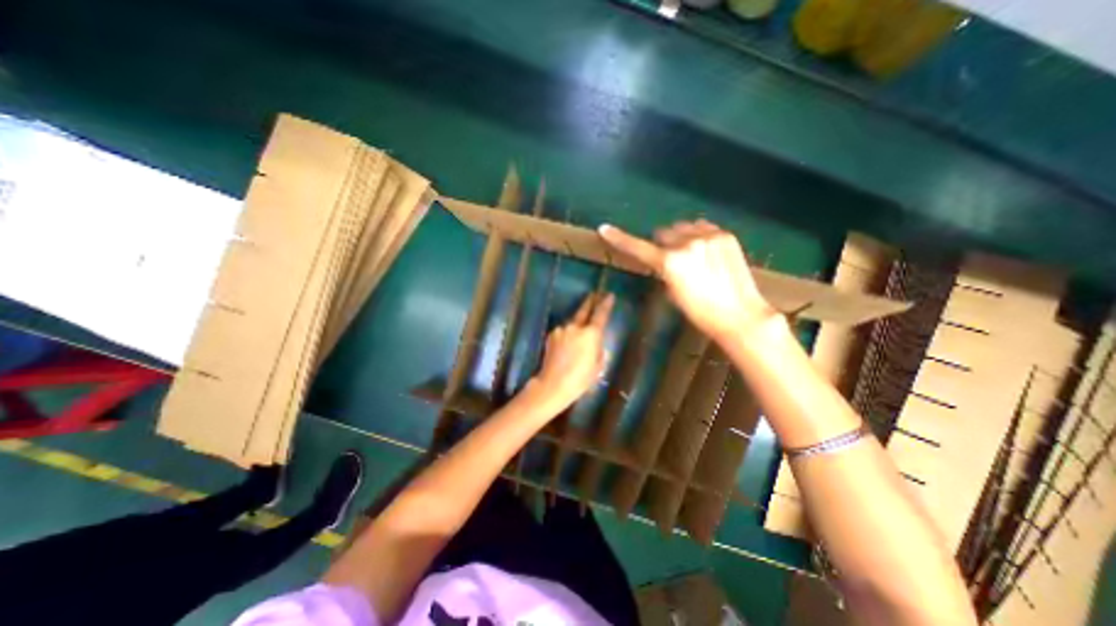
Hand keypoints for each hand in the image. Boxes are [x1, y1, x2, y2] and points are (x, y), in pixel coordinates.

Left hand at [527, 292, 608, 406]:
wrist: (553, 384)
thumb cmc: (581, 379)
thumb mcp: (598, 366)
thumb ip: (599, 349)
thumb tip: (596, 343)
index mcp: (591, 334)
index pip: (600, 313)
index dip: (606, 303)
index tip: (609, 295)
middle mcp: (576, 327)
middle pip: (584, 309)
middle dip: (590, 301)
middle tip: (595, 294)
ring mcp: (562, 329)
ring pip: (573, 322)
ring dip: (578, 322)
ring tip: (580, 330)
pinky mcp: (552, 335)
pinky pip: (563, 331)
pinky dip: (567, 333)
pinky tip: (567, 344)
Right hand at [603, 220, 778, 345]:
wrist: (739, 314)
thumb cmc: (700, 312)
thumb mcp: (672, 293)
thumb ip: (663, 270)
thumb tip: (662, 258)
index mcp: (670, 262)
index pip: (638, 247)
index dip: (619, 239)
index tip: (604, 229)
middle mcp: (687, 243)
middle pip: (664, 233)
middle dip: (664, 244)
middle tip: (673, 261)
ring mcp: (708, 237)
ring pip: (684, 228)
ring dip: (682, 238)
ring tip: (694, 257)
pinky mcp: (725, 235)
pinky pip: (703, 227)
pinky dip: (699, 236)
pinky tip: (707, 252)